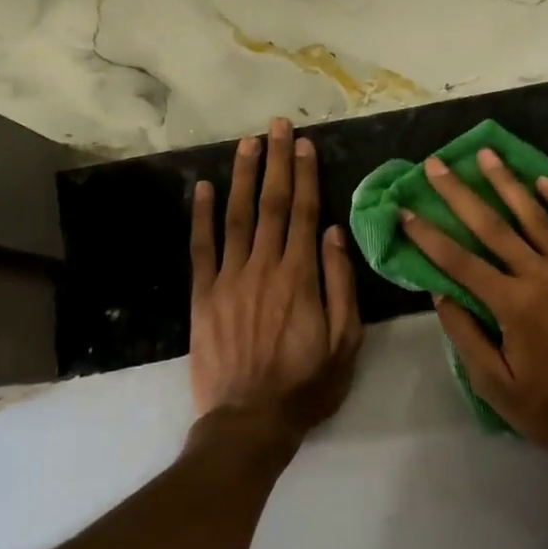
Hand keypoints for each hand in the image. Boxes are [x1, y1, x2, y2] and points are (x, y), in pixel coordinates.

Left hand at [190, 118, 363, 445]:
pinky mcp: (204, 296)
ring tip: (246, 143)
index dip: (304, 175)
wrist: (250, 422)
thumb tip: (337, 233)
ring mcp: (230, 279)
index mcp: (301, 276)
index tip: (303, 144)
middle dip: (275, 162)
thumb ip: (341, 284)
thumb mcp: (345, 340)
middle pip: (272, 205)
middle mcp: (264, 267)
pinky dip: (201, 216)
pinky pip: (201, 248)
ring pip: (237, 217)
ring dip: (242, 177)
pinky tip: (202, 188)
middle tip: (276, 126)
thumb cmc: (307, 384)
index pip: (305, 213)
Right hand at [400, 148, 547, 459]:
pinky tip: (544, 181)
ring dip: (508, 184)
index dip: (429, 236)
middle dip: (460, 193)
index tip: (404, 211)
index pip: (460, 262)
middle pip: (493, 227)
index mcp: (514, 306)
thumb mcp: (497, 387)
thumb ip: (466, 337)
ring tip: (486, 154)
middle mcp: (543, 277)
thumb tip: (440, 293)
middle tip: (435, 164)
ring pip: (536, 217)